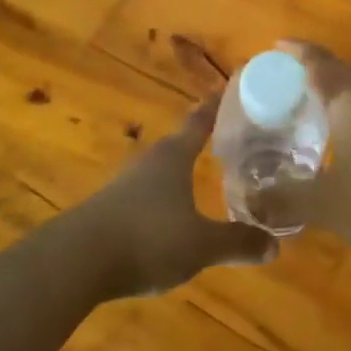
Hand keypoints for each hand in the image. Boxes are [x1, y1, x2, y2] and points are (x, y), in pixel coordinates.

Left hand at [83, 94, 277, 295]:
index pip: (200, 120)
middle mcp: (150, 161)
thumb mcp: (200, 245)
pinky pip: (144, 194)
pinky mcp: (108, 208)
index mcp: (174, 156)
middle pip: (179, 142)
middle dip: (200, 139)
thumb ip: (236, 242)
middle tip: (227, 138)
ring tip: (200, 175)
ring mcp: (124, 184)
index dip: (216, 105)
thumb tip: (275, 246)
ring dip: (179, 170)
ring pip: (160, 169)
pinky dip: (161, 196)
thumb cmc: (147, 238)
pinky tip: (168, 215)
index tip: (230, 88)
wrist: (75, 262)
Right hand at [281, 41, 350, 255]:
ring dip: (345, 95)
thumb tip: (250, 200)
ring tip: (325, 115)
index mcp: (349, 99)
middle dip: (319, 74)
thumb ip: (286, 200)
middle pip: (345, 72)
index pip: (318, 62)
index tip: (279, 45)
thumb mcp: (328, 205)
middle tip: (294, 88)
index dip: (297, 51)